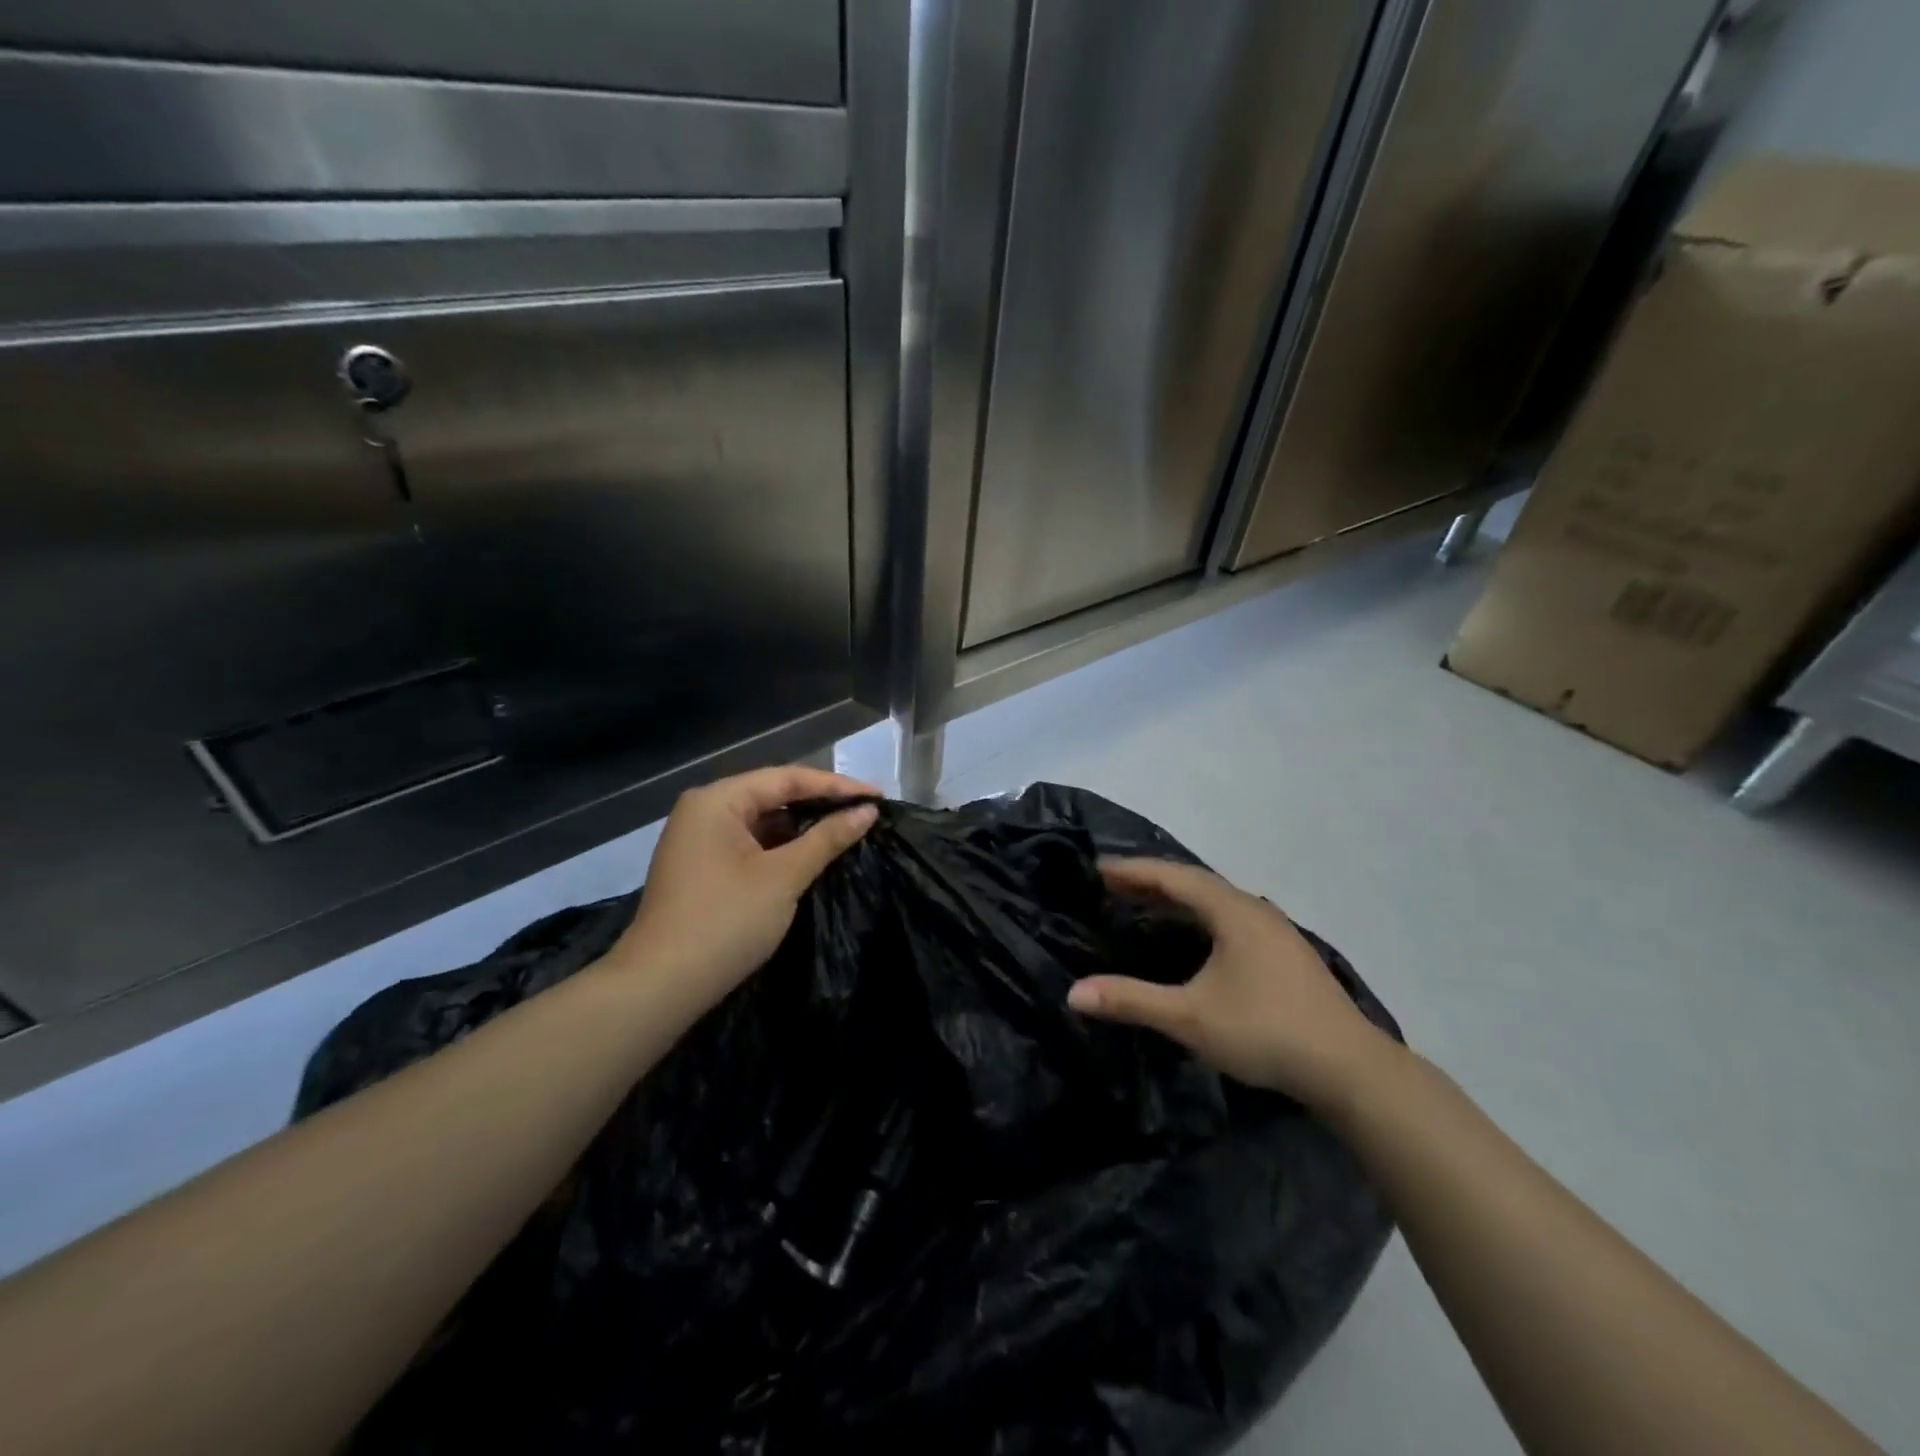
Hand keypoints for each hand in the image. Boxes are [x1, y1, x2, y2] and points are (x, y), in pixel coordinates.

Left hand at [611, 765, 879, 1015]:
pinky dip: (782, 847)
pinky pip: (751, 843)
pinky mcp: (703, 867)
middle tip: (866, 812)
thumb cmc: (725, 922)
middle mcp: (705, 810)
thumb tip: (867, 812)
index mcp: (717, 800)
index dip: (837, 786)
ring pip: (762, 820)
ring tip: (848, 830)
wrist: (661, 986)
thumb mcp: (784, 877)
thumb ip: (827, 838)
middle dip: (820, 803)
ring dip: (802, 827)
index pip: (787, 779)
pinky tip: (812, 854)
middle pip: (773, 795)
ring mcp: (700, 839)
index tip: (878, 797)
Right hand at [1068, 858, 1397, 1111]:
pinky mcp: (1286, 953)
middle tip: (1111, 886)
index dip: (1131, 870)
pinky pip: (1231, 917)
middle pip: (1194, 882)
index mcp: (1232, 911)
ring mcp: (1276, 930)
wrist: (1350, 1069)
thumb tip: (1074, 993)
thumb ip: (1131, 1000)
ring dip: (1178, 898)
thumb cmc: (1265, 1031)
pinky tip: (1194, 937)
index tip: (1095, 869)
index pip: (1171, 876)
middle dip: (1151, 880)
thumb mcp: (1189, 1017)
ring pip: (1216, 900)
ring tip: (1144, 904)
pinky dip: (1200, 916)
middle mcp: (1254, 909)